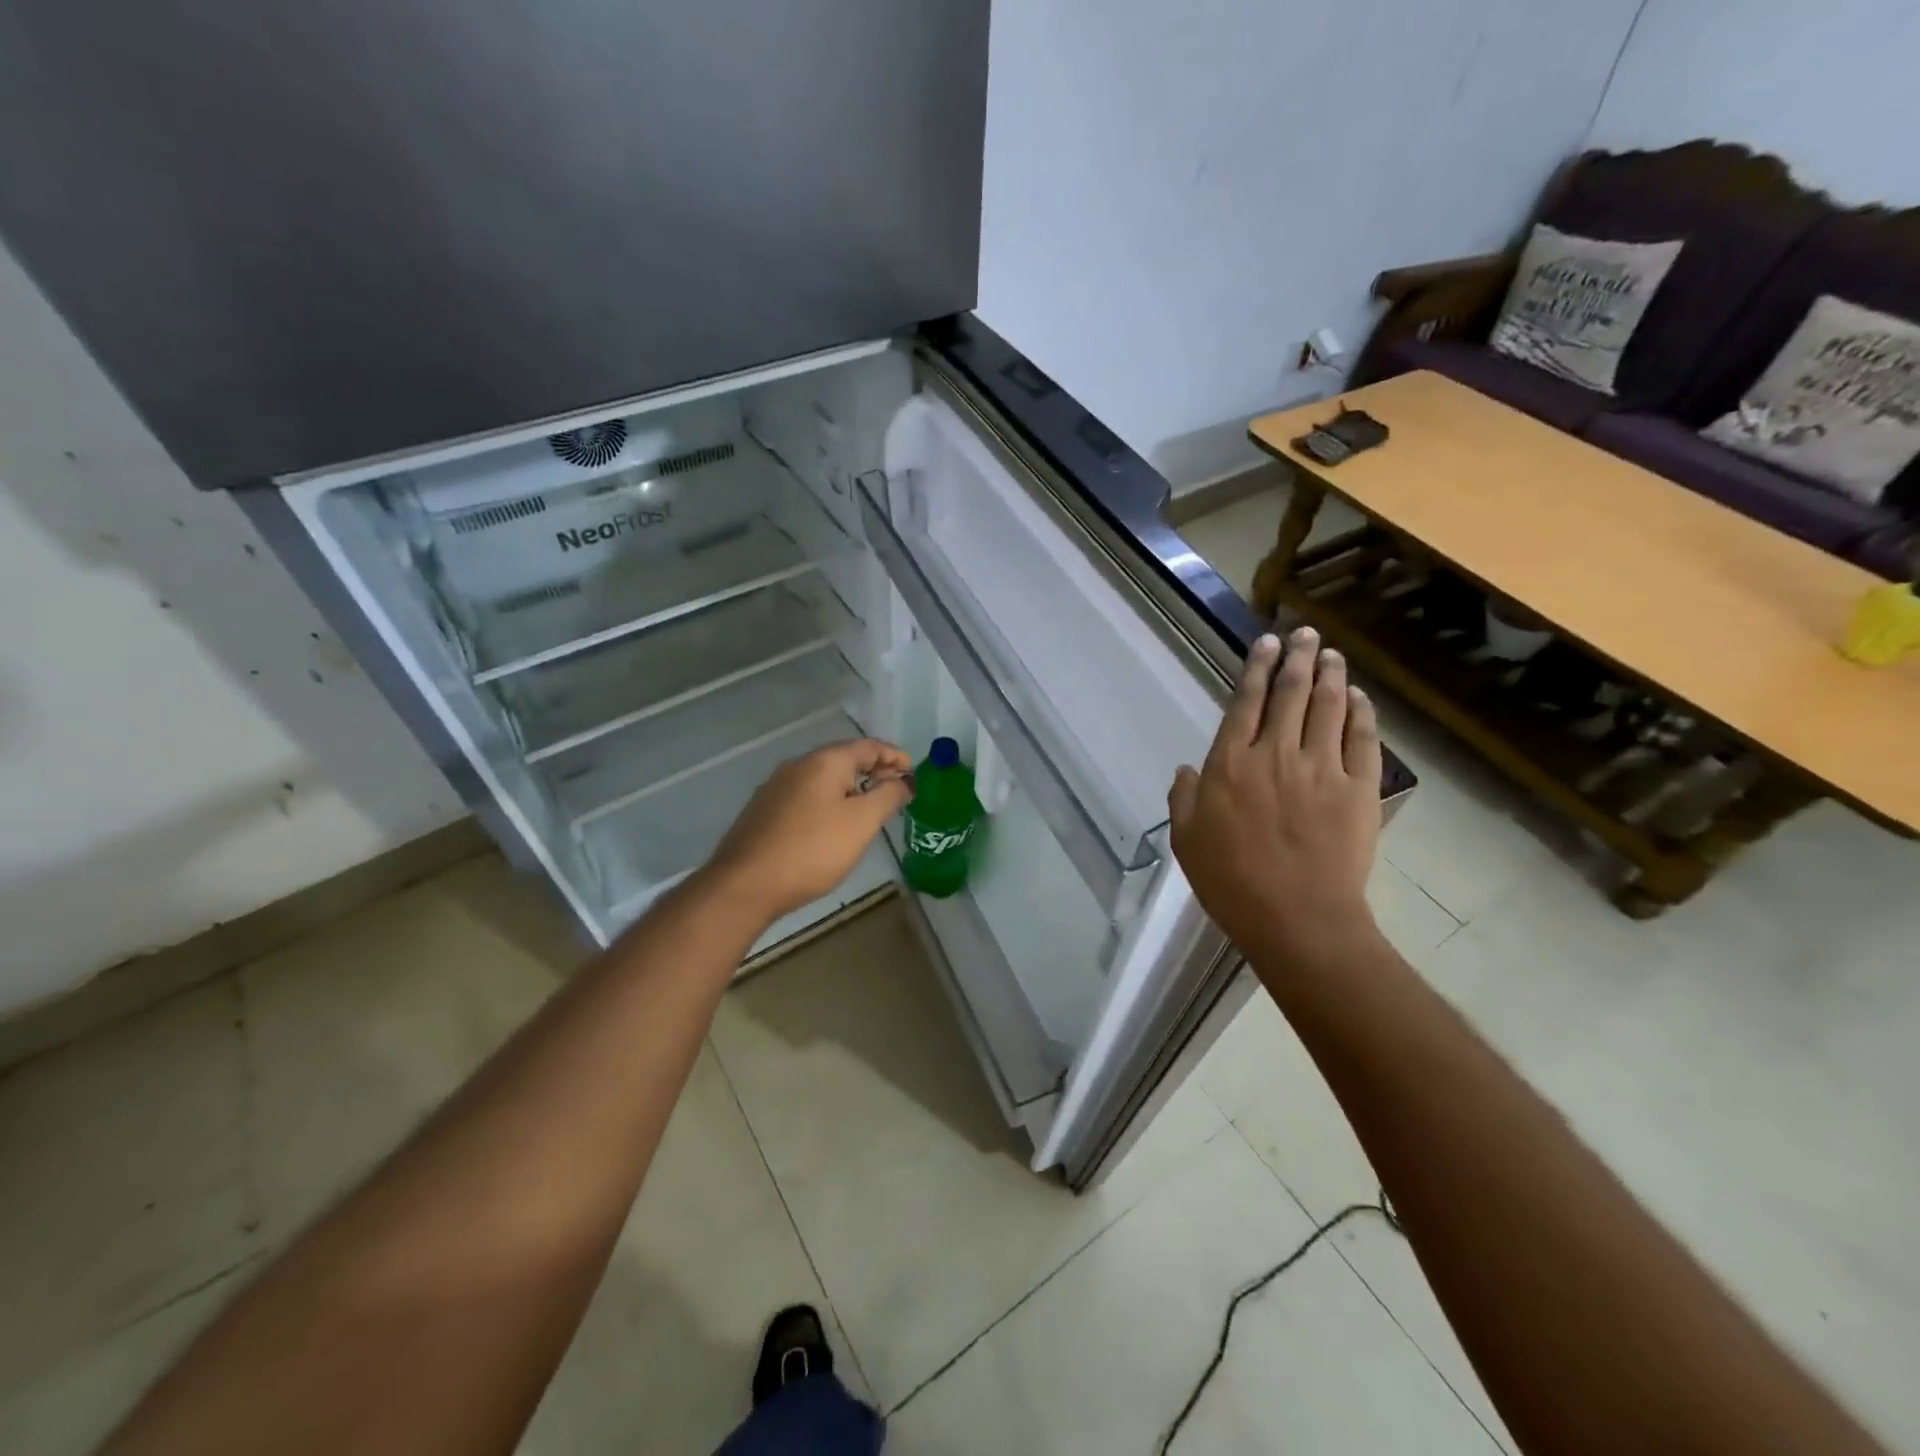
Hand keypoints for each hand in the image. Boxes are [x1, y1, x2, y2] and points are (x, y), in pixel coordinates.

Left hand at [703, 738, 914, 924]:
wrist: (745, 884)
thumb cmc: (812, 850)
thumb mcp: (862, 823)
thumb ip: (889, 796)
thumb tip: (905, 780)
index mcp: (825, 761)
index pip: (869, 746)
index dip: (895, 756)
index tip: (914, 773)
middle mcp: (799, 765)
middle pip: (845, 759)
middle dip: (874, 772)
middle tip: (896, 792)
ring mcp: (776, 787)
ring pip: (824, 778)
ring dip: (851, 788)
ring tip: (869, 811)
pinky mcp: (764, 810)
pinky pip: (807, 796)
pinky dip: (830, 801)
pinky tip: (833, 825)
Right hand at [1168, 627, 1383, 973]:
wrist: (1297, 918)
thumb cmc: (1231, 881)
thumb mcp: (1186, 840)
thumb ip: (1184, 798)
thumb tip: (1186, 769)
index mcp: (1231, 763)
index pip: (1246, 702)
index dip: (1257, 668)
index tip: (1267, 643)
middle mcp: (1276, 753)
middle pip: (1291, 693)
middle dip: (1298, 658)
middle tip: (1306, 634)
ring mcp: (1322, 768)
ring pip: (1328, 707)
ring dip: (1331, 675)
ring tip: (1332, 654)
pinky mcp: (1358, 788)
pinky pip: (1363, 738)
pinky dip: (1361, 712)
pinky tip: (1359, 697)